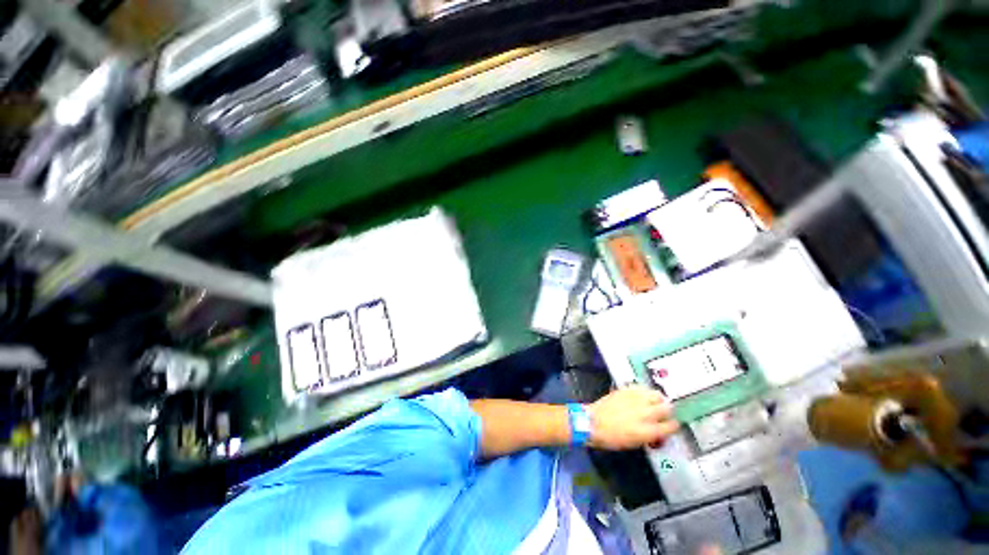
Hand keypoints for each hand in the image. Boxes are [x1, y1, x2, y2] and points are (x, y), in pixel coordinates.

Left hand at [587, 385, 678, 449]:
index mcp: (649, 431)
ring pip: (657, 394)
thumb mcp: (636, 443)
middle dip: (667, 410)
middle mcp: (646, 413)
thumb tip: (658, 430)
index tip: (671, 425)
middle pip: (667, 407)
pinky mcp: (626, 390)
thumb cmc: (613, 438)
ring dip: (657, 399)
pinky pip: (642, 388)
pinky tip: (640, 396)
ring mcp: (636, 400)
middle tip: (662, 412)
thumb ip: (651, 435)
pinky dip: (644, 392)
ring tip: (653, 402)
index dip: (673, 426)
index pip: (672, 426)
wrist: (593, 423)